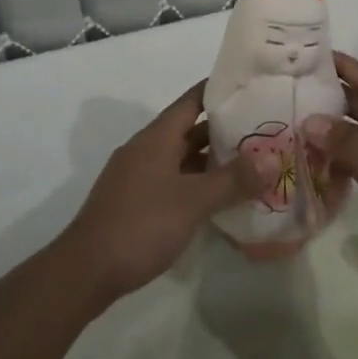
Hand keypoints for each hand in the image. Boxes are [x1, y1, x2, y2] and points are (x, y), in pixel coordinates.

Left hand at [58, 81, 272, 304]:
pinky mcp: (134, 202)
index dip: (218, 91)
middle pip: (188, 130)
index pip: (192, 101)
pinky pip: (172, 181)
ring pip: (181, 158)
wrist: (85, 271)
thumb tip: (271, 159)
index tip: (250, 87)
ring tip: (248, 165)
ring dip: (210, 161)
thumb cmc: (141, 225)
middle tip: (261, 131)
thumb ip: (232, 180)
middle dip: (222, 130)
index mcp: (156, 138)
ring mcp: (136, 176)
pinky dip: (195, 183)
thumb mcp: (193, 202)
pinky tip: (217, 199)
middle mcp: (145, 149)